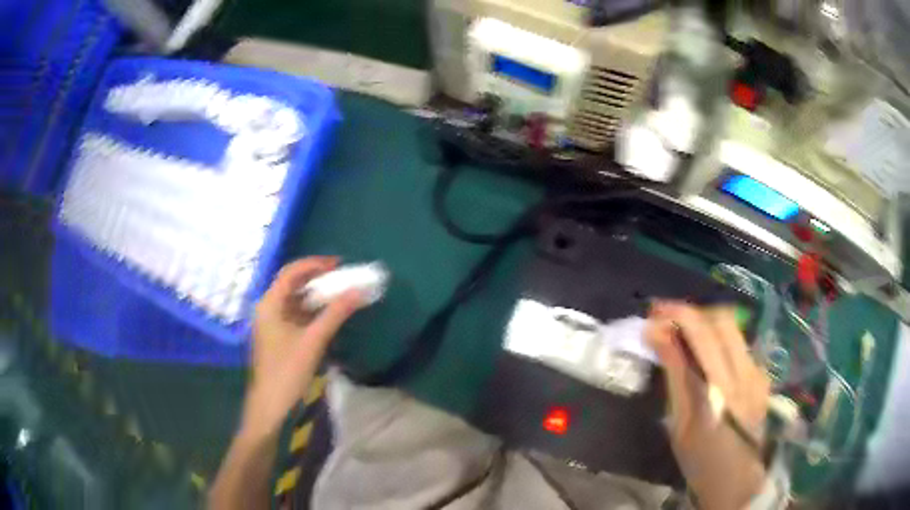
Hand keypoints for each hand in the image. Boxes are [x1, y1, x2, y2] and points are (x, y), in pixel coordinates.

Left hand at [241, 257, 362, 439]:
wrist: (271, 404)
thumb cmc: (287, 371)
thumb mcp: (313, 341)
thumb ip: (335, 313)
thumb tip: (359, 291)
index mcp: (270, 304)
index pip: (291, 273)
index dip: (315, 264)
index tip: (339, 264)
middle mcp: (268, 308)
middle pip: (292, 284)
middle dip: (318, 279)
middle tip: (343, 278)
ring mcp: (272, 322)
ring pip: (295, 300)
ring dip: (317, 296)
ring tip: (340, 293)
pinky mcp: (278, 335)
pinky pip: (296, 315)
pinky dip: (313, 311)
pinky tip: (329, 315)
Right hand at [646, 302, 769, 509]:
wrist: (737, 480)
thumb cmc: (700, 461)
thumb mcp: (680, 424)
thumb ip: (674, 376)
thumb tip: (656, 336)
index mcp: (721, 391)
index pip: (703, 335)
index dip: (678, 314)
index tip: (653, 312)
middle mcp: (746, 373)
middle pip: (723, 320)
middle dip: (693, 313)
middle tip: (667, 321)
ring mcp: (758, 372)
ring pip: (733, 328)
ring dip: (705, 324)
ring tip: (682, 335)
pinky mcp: (762, 374)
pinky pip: (738, 343)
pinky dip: (717, 340)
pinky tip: (704, 356)